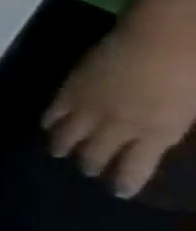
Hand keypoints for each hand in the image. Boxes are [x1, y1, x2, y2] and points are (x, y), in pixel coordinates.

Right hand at [42, 24, 195, 198]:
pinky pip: (53, 113)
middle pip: (94, 153)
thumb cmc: (193, 71)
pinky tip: (48, 126)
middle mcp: (116, 126)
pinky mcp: (69, 92)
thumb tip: (156, 137)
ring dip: (62, 147)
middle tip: (86, 170)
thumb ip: (172, 125)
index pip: (133, 167)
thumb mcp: (194, 107)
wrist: (163, 38)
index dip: (123, 182)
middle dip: (90, 165)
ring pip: (66, 137)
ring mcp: (88, 108)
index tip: (118, 192)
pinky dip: (50, 122)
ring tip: (59, 151)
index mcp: (156, 132)